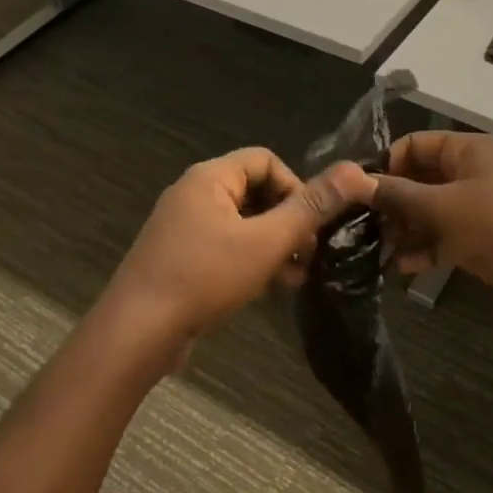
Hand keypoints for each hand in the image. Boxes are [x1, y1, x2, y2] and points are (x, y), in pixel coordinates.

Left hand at [98, 147, 367, 370]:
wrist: (136, 332)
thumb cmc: (203, 277)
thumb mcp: (266, 241)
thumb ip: (310, 207)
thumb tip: (356, 171)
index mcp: (210, 177)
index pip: (266, 160)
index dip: (296, 186)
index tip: (312, 223)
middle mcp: (193, 194)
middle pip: (255, 191)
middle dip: (288, 220)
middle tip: (310, 253)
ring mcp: (183, 227)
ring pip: (242, 223)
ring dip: (273, 244)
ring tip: (296, 275)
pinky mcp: (179, 257)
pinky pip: (224, 246)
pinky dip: (250, 259)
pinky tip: (270, 288)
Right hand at [369, 132, 492, 330]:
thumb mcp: (443, 207)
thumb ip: (397, 194)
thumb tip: (354, 180)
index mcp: (474, 151)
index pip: (419, 144)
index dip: (388, 163)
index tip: (360, 193)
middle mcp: (481, 173)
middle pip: (425, 179)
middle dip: (395, 203)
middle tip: (364, 228)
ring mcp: (488, 209)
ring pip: (436, 212)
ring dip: (408, 230)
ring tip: (379, 252)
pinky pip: (451, 238)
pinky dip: (429, 249)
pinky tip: (405, 269)